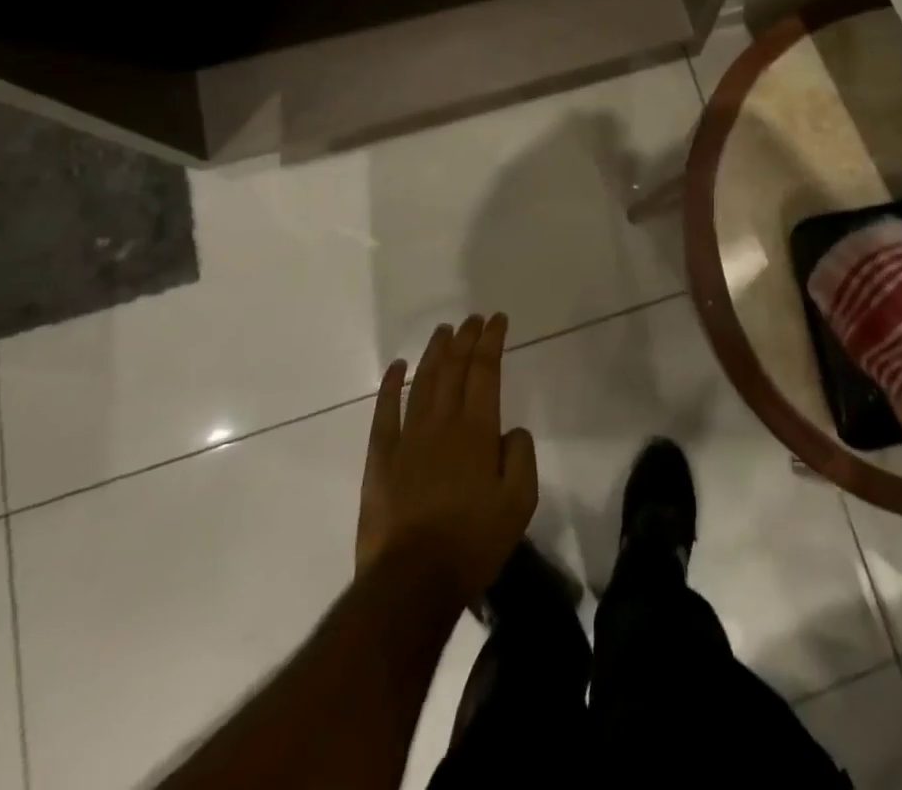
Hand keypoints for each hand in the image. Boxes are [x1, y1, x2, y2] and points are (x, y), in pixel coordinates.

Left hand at [355, 314, 537, 598]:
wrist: (412, 582)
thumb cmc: (473, 542)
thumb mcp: (519, 503)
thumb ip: (521, 457)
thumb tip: (511, 431)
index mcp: (477, 430)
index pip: (485, 371)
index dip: (491, 341)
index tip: (498, 320)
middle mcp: (442, 423)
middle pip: (454, 369)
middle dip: (466, 339)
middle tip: (473, 318)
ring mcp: (408, 439)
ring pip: (423, 382)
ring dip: (435, 353)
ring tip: (444, 331)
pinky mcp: (381, 459)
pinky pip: (385, 412)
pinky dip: (392, 386)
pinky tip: (398, 367)